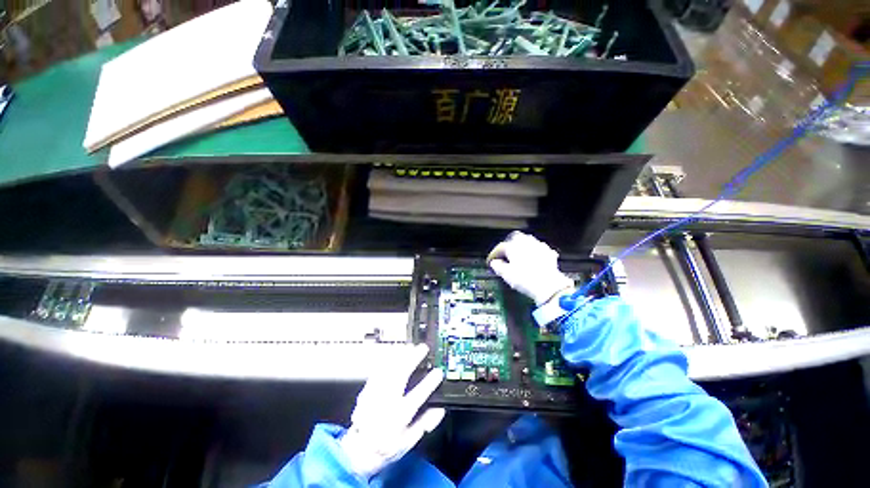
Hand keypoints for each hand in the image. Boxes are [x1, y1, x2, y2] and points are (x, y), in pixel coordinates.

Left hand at [340, 344, 444, 479]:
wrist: (358, 451)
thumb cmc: (386, 447)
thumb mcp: (409, 442)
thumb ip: (425, 424)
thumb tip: (439, 409)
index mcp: (398, 417)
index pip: (417, 396)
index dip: (429, 383)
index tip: (438, 372)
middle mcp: (386, 404)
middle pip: (400, 376)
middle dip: (413, 359)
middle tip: (422, 349)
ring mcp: (374, 396)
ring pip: (388, 369)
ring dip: (400, 356)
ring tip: (410, 347)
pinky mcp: (366, 391)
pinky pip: (377, 371)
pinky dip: (387, 360)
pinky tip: (394, 354)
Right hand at [487, 231, 574, 305]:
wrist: (548, 285)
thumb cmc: (524, 279)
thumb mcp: (506, 274)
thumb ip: (497, 266)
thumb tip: (495, 263)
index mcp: (512, 246)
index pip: (500, 247)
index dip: (494, 254)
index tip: (491, 261)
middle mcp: (525, 242)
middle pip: (515, 238)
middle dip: (509, 244)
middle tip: (505, 253)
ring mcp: (538, 246)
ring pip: (528, 241)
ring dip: (522, 246)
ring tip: (519, 255)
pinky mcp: (549, 253)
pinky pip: (539, 249)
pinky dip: (535, 252)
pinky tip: (534, 259)